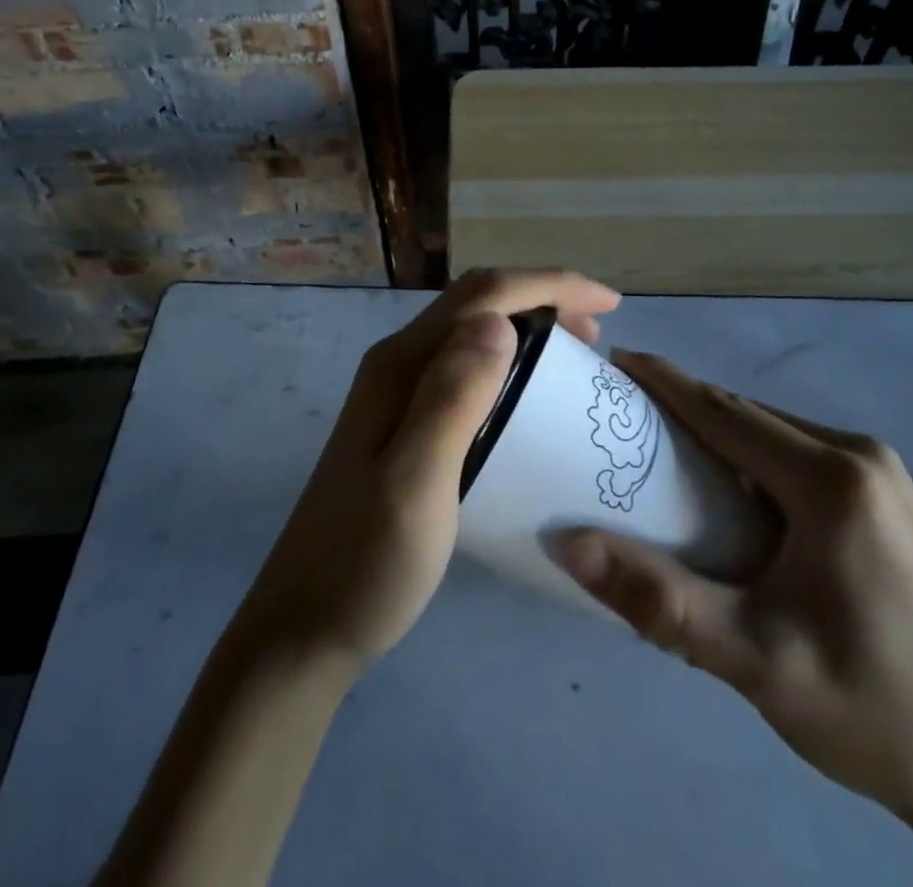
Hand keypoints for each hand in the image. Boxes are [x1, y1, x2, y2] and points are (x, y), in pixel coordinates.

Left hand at [234, 269, 619, 671]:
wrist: (303, 627)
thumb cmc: (365, 562)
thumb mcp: (415, 484)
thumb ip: (451, 399)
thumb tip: (498, 322)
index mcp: (400, 365)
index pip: (482, 295)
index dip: (549, 285)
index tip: (609, 304)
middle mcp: (397, 364)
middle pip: (476, 301)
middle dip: (542, 297)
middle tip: (597, 333)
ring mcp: (396, 392)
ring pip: (470, 330)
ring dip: (525, 324)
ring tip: (574, 355)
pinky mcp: (403, 422)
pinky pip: (464, 365)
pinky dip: (508, 360)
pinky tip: (528, 395)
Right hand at [553, 353, 912, 885]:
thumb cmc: (869, 709)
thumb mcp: (752, 659)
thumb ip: (656, 599)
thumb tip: (567, 543)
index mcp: (832, 479)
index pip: (724, 411)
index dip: (664, 381)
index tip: (614, 361)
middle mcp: (861, 457)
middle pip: (748, 416)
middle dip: (683, 407)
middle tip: (622, 417)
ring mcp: (882, 477)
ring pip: (774, 434)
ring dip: (717, 435)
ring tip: (660, 451)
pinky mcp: (888, 502)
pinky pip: (798, 457)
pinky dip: (751, 459)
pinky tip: (728, 493)